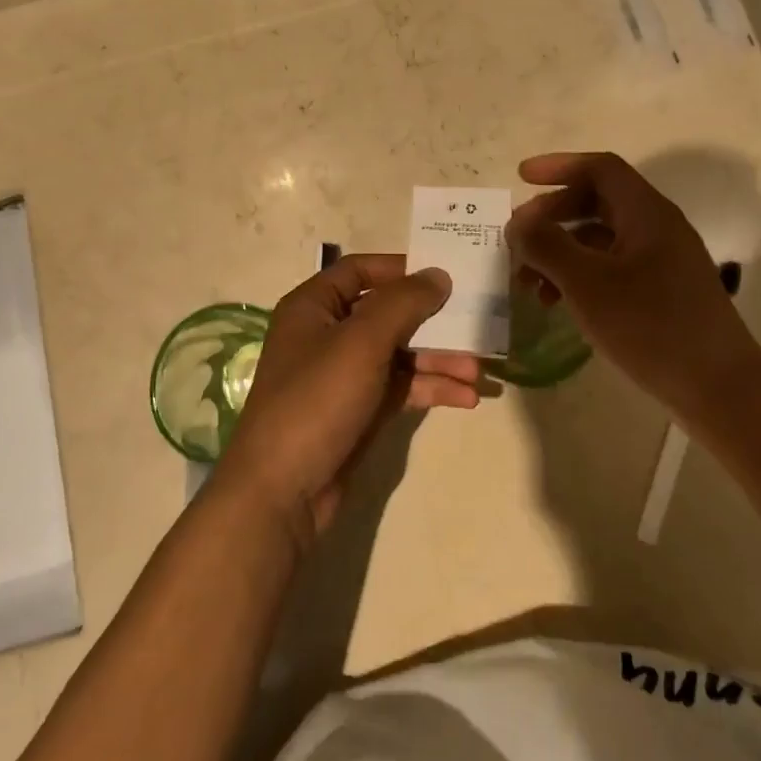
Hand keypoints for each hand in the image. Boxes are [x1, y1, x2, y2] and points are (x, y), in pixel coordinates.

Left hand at [213, 255, 480, 550]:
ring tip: (478, 372)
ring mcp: (344, 375)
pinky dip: (430, 388)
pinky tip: (466, 397)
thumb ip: (403, 303)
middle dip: (432, 322)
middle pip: (387, 313)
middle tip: (475, 324)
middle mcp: (327, 334)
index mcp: (314, 306)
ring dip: (438, 359)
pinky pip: (401, 387)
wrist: (282, 491)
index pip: (359, 270)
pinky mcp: (359, 410)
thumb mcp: (361, 341)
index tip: (442, 274)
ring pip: (399, 353)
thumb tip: (438, 274)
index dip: (400, 268)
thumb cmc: (316, 399)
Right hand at [507, 152, 760, 408]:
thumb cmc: (651, 327)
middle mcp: (657, 228)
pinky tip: (559, 304)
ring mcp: (663, 261)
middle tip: (518, 241)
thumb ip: (546, 245)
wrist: (721, 389)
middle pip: (597, 202)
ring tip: (529, 284)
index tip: (521, 178)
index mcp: (647, 213)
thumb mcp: (587, 284)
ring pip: (601, 239)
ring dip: (561, 251)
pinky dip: (580, 276)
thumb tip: (519, 223)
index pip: (600, 169)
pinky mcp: (663, 292)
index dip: (558, 166)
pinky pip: (612, 267)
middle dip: (552, 216)